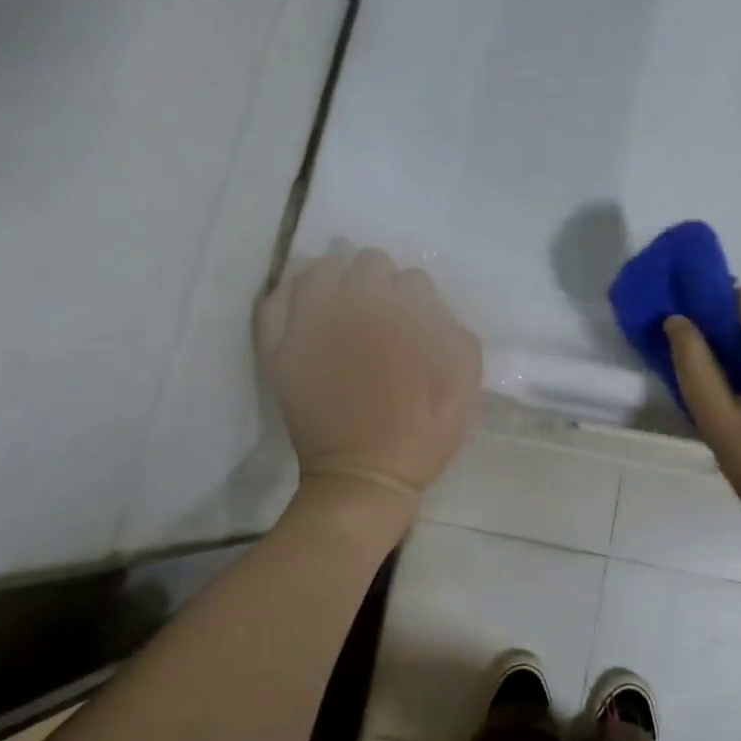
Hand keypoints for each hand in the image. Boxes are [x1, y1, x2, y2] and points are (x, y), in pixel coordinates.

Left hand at [256, 249, 481, 517]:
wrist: (362, 477)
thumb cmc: (422, 435)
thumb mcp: (464, 386)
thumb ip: (455, 333)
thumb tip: (430, 304)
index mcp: (399, 319)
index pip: (413, 279)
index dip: (422, 302)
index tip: (421, 326)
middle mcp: (350, 311)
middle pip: (368, 262)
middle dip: (382, 283)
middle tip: (385, 315)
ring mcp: (308, 327)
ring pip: (319, 269)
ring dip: (339, 279)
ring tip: (346, 304)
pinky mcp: (279, 349)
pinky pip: (276, 300)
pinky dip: (293, 293)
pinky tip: (309, 305)